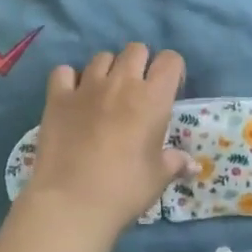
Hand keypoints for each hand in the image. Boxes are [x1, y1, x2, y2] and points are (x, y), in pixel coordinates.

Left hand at [22, 43, 189, 234]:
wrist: (72, 201)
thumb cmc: (124, 189)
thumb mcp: (157, 177)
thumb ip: (175, 163)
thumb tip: (193, 166)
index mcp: (152, 98)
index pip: (170, 60)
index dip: (172, 70)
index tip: (169, 90)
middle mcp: (121, 83)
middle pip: (135, 49)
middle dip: (140, 63)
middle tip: (137, 90)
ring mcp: (86, 87)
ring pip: (101, 57)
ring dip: (107, 70)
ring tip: (105, 93)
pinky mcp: (57, 97)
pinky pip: (63, 71)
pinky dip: (69, 79)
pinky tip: (72, 96)